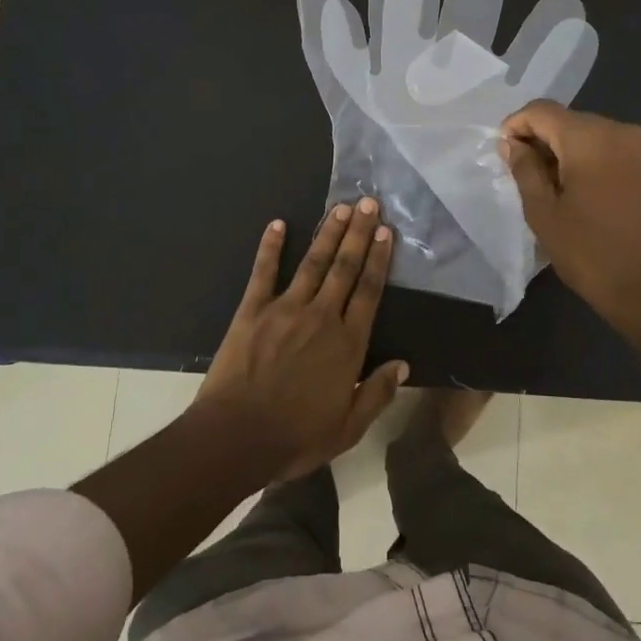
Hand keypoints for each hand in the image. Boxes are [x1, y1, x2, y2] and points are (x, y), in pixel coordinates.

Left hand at [197, 200, 408, 481]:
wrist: (237, 436)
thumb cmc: (296, 437)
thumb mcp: (348, 428)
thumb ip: (377, 393)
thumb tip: (403, 364)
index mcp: (347, 344)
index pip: (369, 292)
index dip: (379, 259)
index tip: (386, 232)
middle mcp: (322, 317)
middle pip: (345, 268)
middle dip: (358, 233)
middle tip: (368, 203)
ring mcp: (285, 309)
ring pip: (313, 263)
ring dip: (328, 234)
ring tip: (340, 208)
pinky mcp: (253, 310)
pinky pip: (263, 272)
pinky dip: (270, 247)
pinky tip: (277, 224)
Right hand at [501, 102, 640, 340]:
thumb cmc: (590, 253)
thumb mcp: (543, 213)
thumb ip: (524, 170)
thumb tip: (512, 144)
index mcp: (590, 138)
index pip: (541, 111)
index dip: (516, 125)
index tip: (502, 153)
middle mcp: (620, 130)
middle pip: (567, 119)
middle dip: (540, 138)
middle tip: (521, 173)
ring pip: (589, 132)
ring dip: (563, 150)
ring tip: (548, 185)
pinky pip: (610, 147)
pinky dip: (587, 158)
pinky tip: (577, 188)